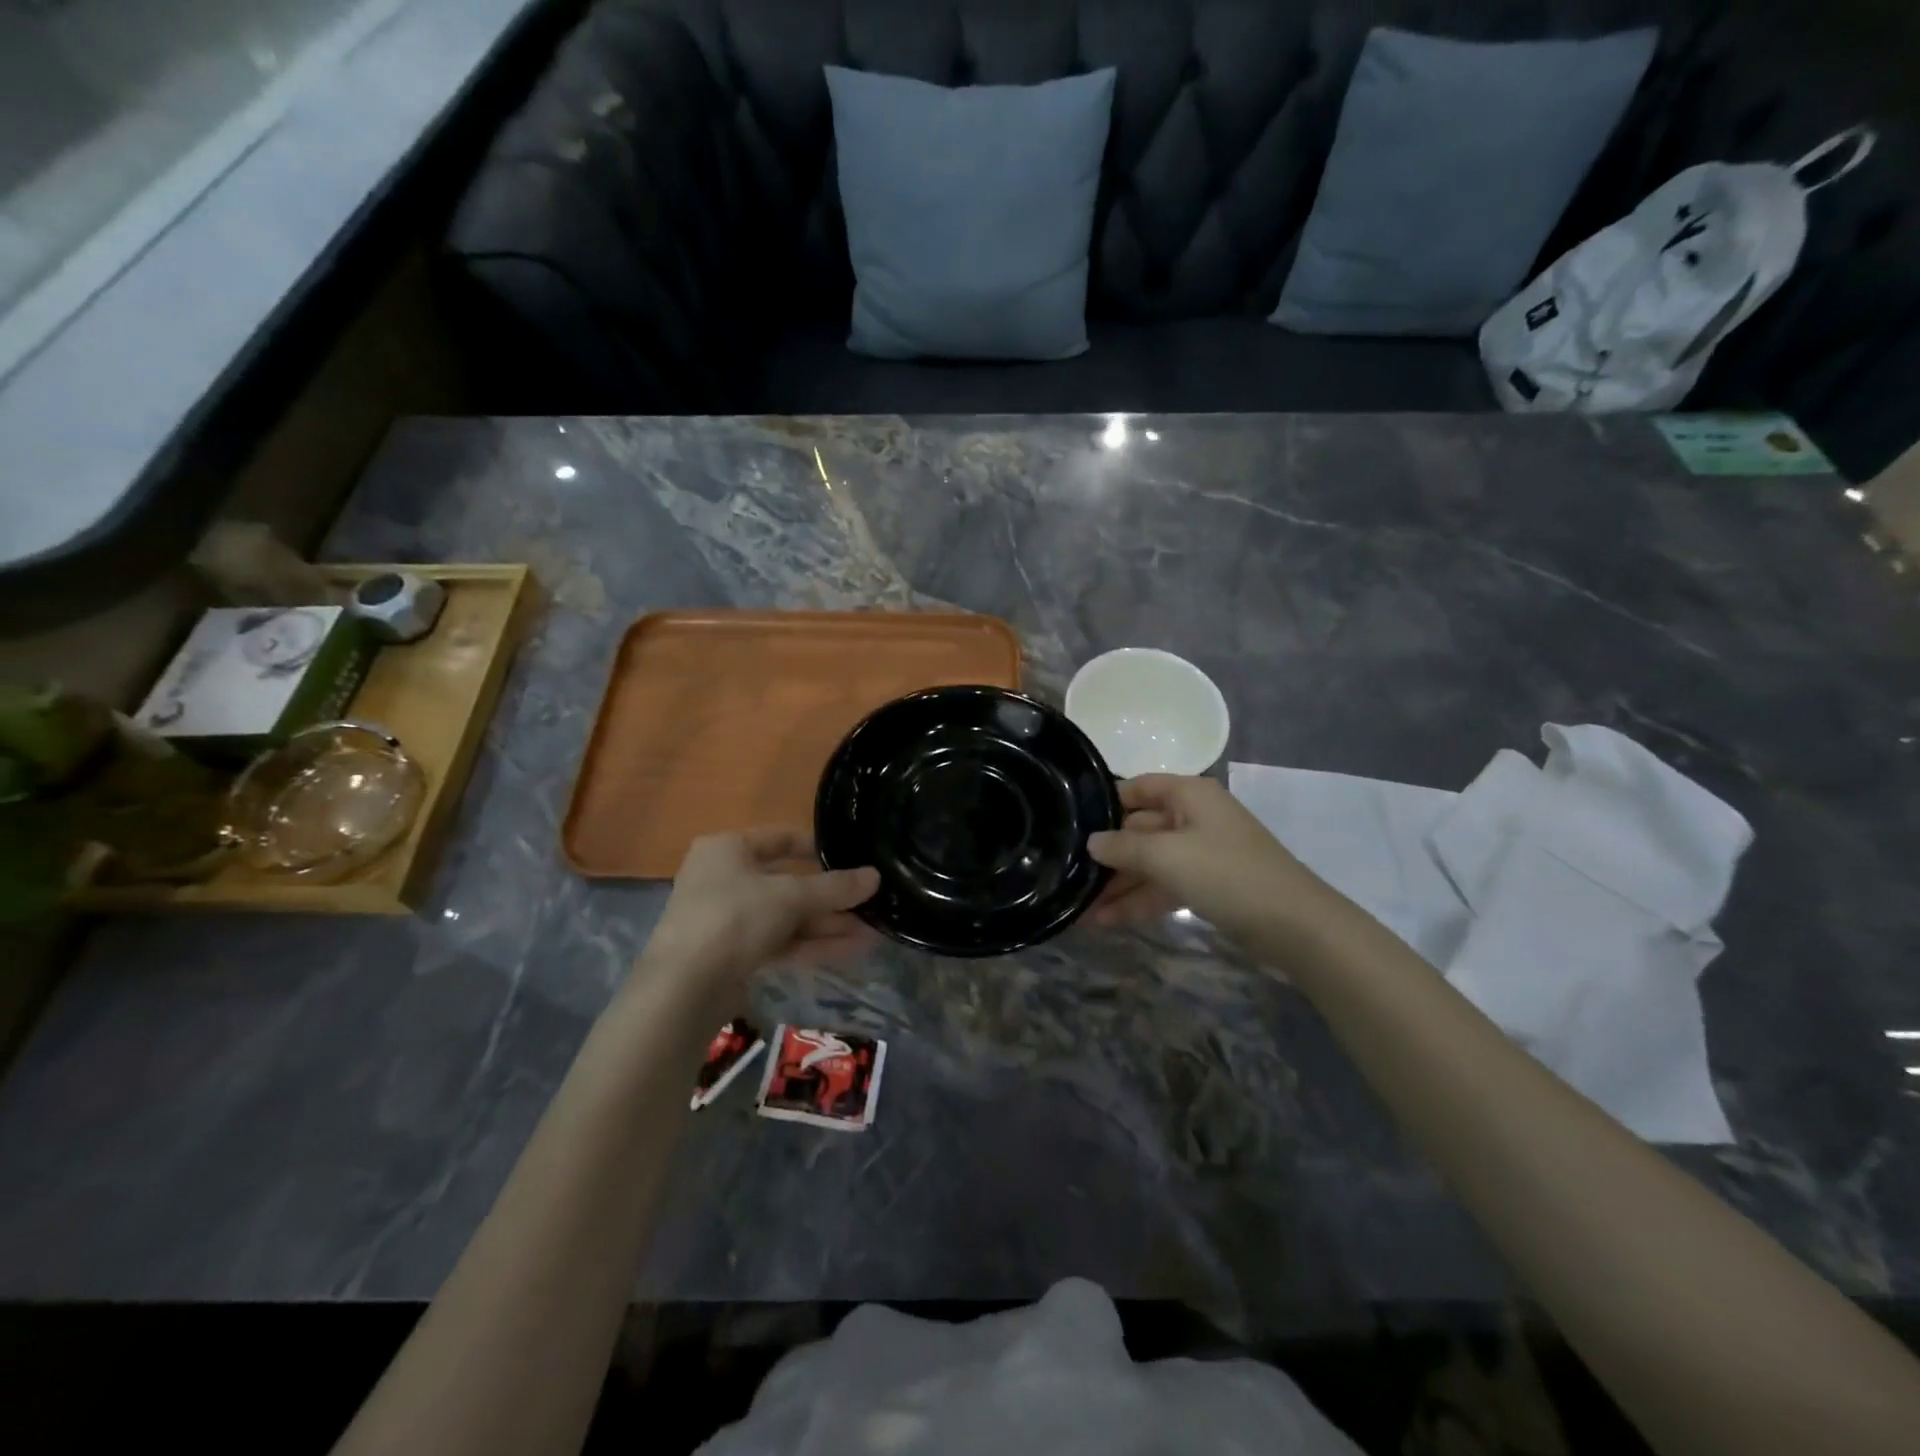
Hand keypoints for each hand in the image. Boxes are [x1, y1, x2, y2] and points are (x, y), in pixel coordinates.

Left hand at [640, 829, 878, 1000]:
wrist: (684, 988)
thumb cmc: (734, 917)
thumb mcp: (790, 897)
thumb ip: (834, 887)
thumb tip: (876, 877)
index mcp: (727, 849)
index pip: (779, 838)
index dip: (817, 847)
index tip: (851, 858)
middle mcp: (724, 878)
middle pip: (787, 882)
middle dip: (830, 897)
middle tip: (868, 905)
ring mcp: (727, 919)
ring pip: (786, 916)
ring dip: (826, 924)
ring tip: (870, 933)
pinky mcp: (733, 955)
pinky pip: (779, 942)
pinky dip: (811, 945)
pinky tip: (849, 951)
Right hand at [1087, 775, 1328, 942]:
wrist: (1294, 925)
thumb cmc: (1226, 873)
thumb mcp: (1166, 856)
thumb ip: (1123, 847)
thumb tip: (1092, 842)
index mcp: (1188, 795)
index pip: (1136, 788)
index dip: (1103, 804)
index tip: (1069, 824)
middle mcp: (1193, 817)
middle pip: (1138, 830)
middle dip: (1105, 857)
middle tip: (1066, 875)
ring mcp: (1200, 853)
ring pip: (1148, 864)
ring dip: (1116, 886)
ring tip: (1078, 910)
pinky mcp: (1206, 885)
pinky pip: (1162, 886)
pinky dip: (1137, 901)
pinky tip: (1105, 921)